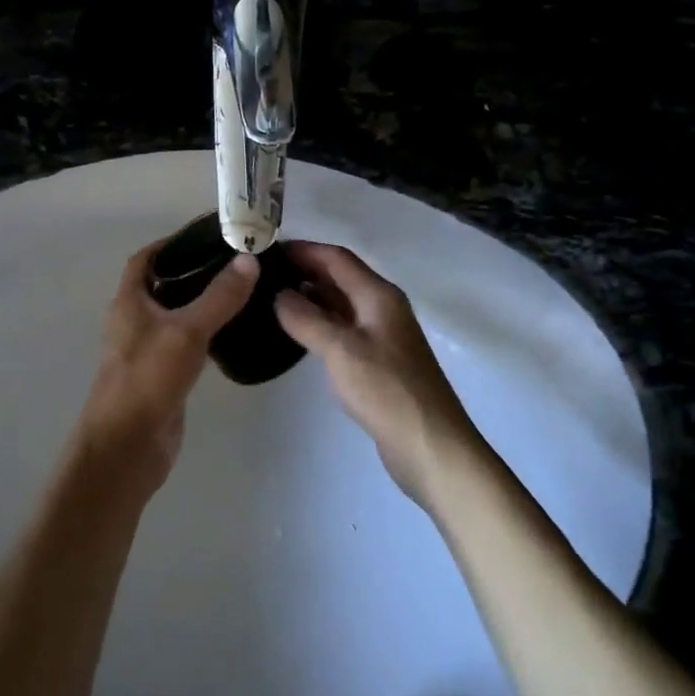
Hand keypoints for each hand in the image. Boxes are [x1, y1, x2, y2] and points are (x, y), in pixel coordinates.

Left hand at [75, 239, 258, 492]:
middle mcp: (134, 322)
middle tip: (236, 263)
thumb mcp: (186, 331)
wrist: (127, 447)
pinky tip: (233, 334)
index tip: (206, 236)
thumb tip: (249, 259)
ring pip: (176, 317)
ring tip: (242, 292)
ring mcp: (148, 351)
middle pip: (163, 286)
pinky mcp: (163, 376)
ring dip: (201, 304)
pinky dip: (205, 334)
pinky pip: (186, 345)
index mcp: (130, 302)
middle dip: (194, 273)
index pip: (145, 260)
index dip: (170, 244)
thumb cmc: (148, 379)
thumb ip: (219, 297)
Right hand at [274, 242, 485, 509]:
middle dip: (305, 271)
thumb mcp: (340, 350)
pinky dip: (320, 325)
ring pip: (341, 305)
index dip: (304, 250)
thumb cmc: (386, 390)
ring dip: (311, 299)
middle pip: (340, 278)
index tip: (268, 249)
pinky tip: (298, 335)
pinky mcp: (379, 363)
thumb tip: (279, 295)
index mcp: (378, 296)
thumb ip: (306, 319)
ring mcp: (383, 336)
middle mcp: (383, 308)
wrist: (430, 445)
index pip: (337, 258)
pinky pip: (344, 331)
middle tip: (264, 275)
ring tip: (272, 300)